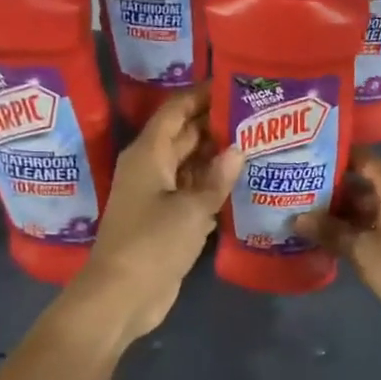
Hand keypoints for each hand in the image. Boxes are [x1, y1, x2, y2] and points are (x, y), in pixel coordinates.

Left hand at [75, 87, 242, 341]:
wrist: (123, 295)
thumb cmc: (152, 243)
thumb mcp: (191, 209)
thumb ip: (216, 178)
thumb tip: (237, 149)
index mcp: (148, 154)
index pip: (176, 110)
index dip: (202, 95)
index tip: (234, 84)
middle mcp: (150, 168)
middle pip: (184, 135)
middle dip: (216, 125)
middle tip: (257, 116)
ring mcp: (156, 196)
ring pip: (189, 166)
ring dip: (217, 157)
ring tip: (257, 144)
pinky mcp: (165, 221)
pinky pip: (191, 193)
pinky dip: (212, 187)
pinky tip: (241, 184)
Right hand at [292, 153, 380, 314]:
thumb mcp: (360, 249)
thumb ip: (328, 230)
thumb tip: (296, 218)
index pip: (363, 159)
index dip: (336, 158)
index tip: (309, 161)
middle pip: (367, 182)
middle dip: (337, 190)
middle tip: (303, 196)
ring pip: (375, 203)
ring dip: (348, 211)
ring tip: (314, 218)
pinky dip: (363, 224)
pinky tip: (339, 236)